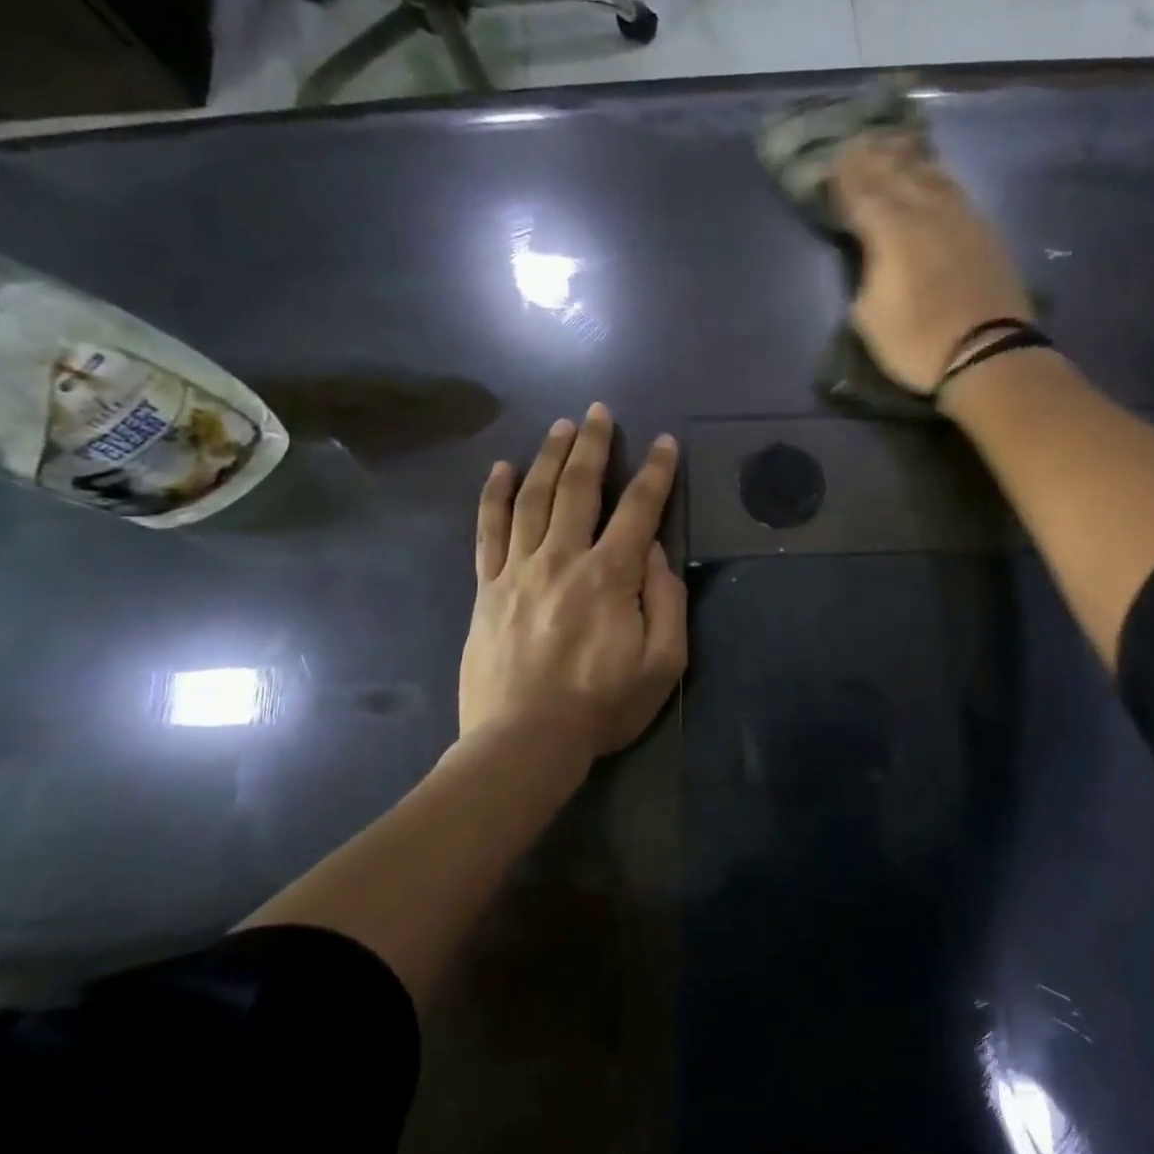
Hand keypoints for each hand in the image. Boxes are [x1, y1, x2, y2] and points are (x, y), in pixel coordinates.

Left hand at [460, 404, 687, 758]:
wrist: (524, 742)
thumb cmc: (603, 706)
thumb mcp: (664, 663)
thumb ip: (666, 600)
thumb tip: (655, 551)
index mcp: (611, 576)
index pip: (639, 510)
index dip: (655, 472)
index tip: (663, 442)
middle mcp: (563, 559)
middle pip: (578, 488)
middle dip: (593, 445)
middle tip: (598, 411)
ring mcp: (518, 570)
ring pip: (532, 498)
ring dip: (547, 457)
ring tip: (560, 426)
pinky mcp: (487, 589)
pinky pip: (488, 532)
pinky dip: (493, 496)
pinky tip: (500, 469)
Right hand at [830, 132, 1034, 392]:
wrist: (987, 354)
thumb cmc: (918, 343)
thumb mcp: (869, 317)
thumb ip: (864, 273)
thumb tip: (869, 253)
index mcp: (891, 229)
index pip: (861, 191)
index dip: (845, 176)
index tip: (832, 162)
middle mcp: (925, 210)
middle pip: (895, 172)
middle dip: (872, 157)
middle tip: (857, 143)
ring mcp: (960, 216)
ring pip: (929, 174)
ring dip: (907, 158)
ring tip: (893, 145)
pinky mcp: (985, 230)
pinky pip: (954, 189)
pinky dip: (936, 176)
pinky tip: (933, 176)